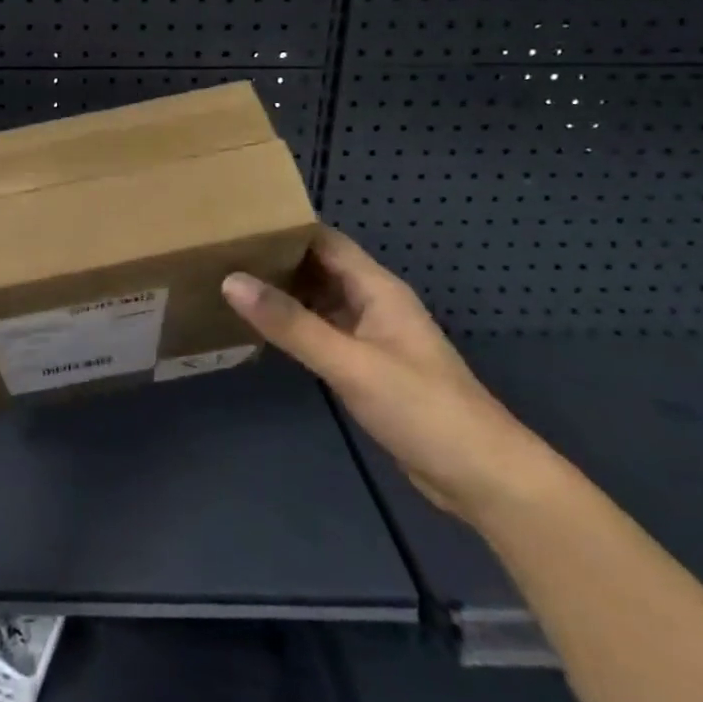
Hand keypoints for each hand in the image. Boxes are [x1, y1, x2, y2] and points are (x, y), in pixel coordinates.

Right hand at [222, 228, 556, 524]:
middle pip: (318, 266)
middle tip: (221, 253)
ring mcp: (370, 335)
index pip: (324, 240)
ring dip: (281, 291)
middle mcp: (372, 303)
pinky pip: (321, 331)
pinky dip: (292, 325)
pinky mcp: (365, 366)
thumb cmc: (421, 409)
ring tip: (229, 283)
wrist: (481, 477)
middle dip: (275, 258)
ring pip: (318, 299)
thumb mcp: (350, 363)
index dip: (283, 228)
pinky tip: (260, 329)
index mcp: (376, 288)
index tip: (236, 223)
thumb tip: (231, 280)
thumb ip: (291, 323)